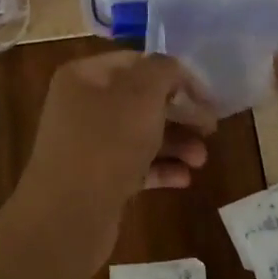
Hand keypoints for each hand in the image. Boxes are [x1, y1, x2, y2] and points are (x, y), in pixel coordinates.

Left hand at [15, 51, 217, 259]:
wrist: (67, 215)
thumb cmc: (106, 144)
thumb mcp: (142, 95)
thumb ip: (163, 71)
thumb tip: (172, 70)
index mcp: (84, 76)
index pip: (136, 62)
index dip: (174, 74)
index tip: (206, 95)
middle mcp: (81, 106)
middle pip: (140, 100)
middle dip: (179, 113)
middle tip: (210, 128)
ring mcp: (87, 145)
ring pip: (140, 135)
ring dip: (176, 143)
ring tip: (201, 159)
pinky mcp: (95, 179)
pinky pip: (133, 166)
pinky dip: (160, 169)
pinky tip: (185, 178)